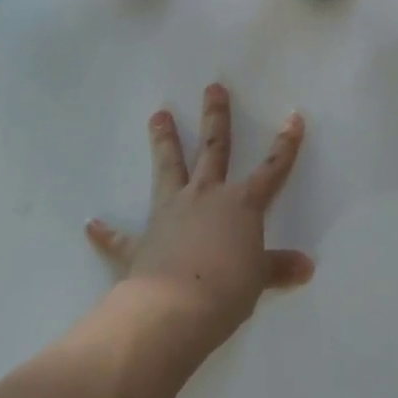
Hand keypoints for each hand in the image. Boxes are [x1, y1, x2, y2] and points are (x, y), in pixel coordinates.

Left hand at [85, 84, 314, 355]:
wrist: (173, 310)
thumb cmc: (226, 290)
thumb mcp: (258, 279)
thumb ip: (278, 268)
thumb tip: (306, 267)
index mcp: (241, 204)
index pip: (271, 169)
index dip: (285, 145)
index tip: (293, 116)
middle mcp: (205, 197)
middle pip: (213, 149)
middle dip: (216, 117)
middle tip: (212, 87)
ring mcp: (170, 214)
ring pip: (169, 168)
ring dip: (164, 142)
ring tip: (158, 114)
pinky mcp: (141, 242)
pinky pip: (120, 237)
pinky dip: (107, 232)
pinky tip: (92, 224)